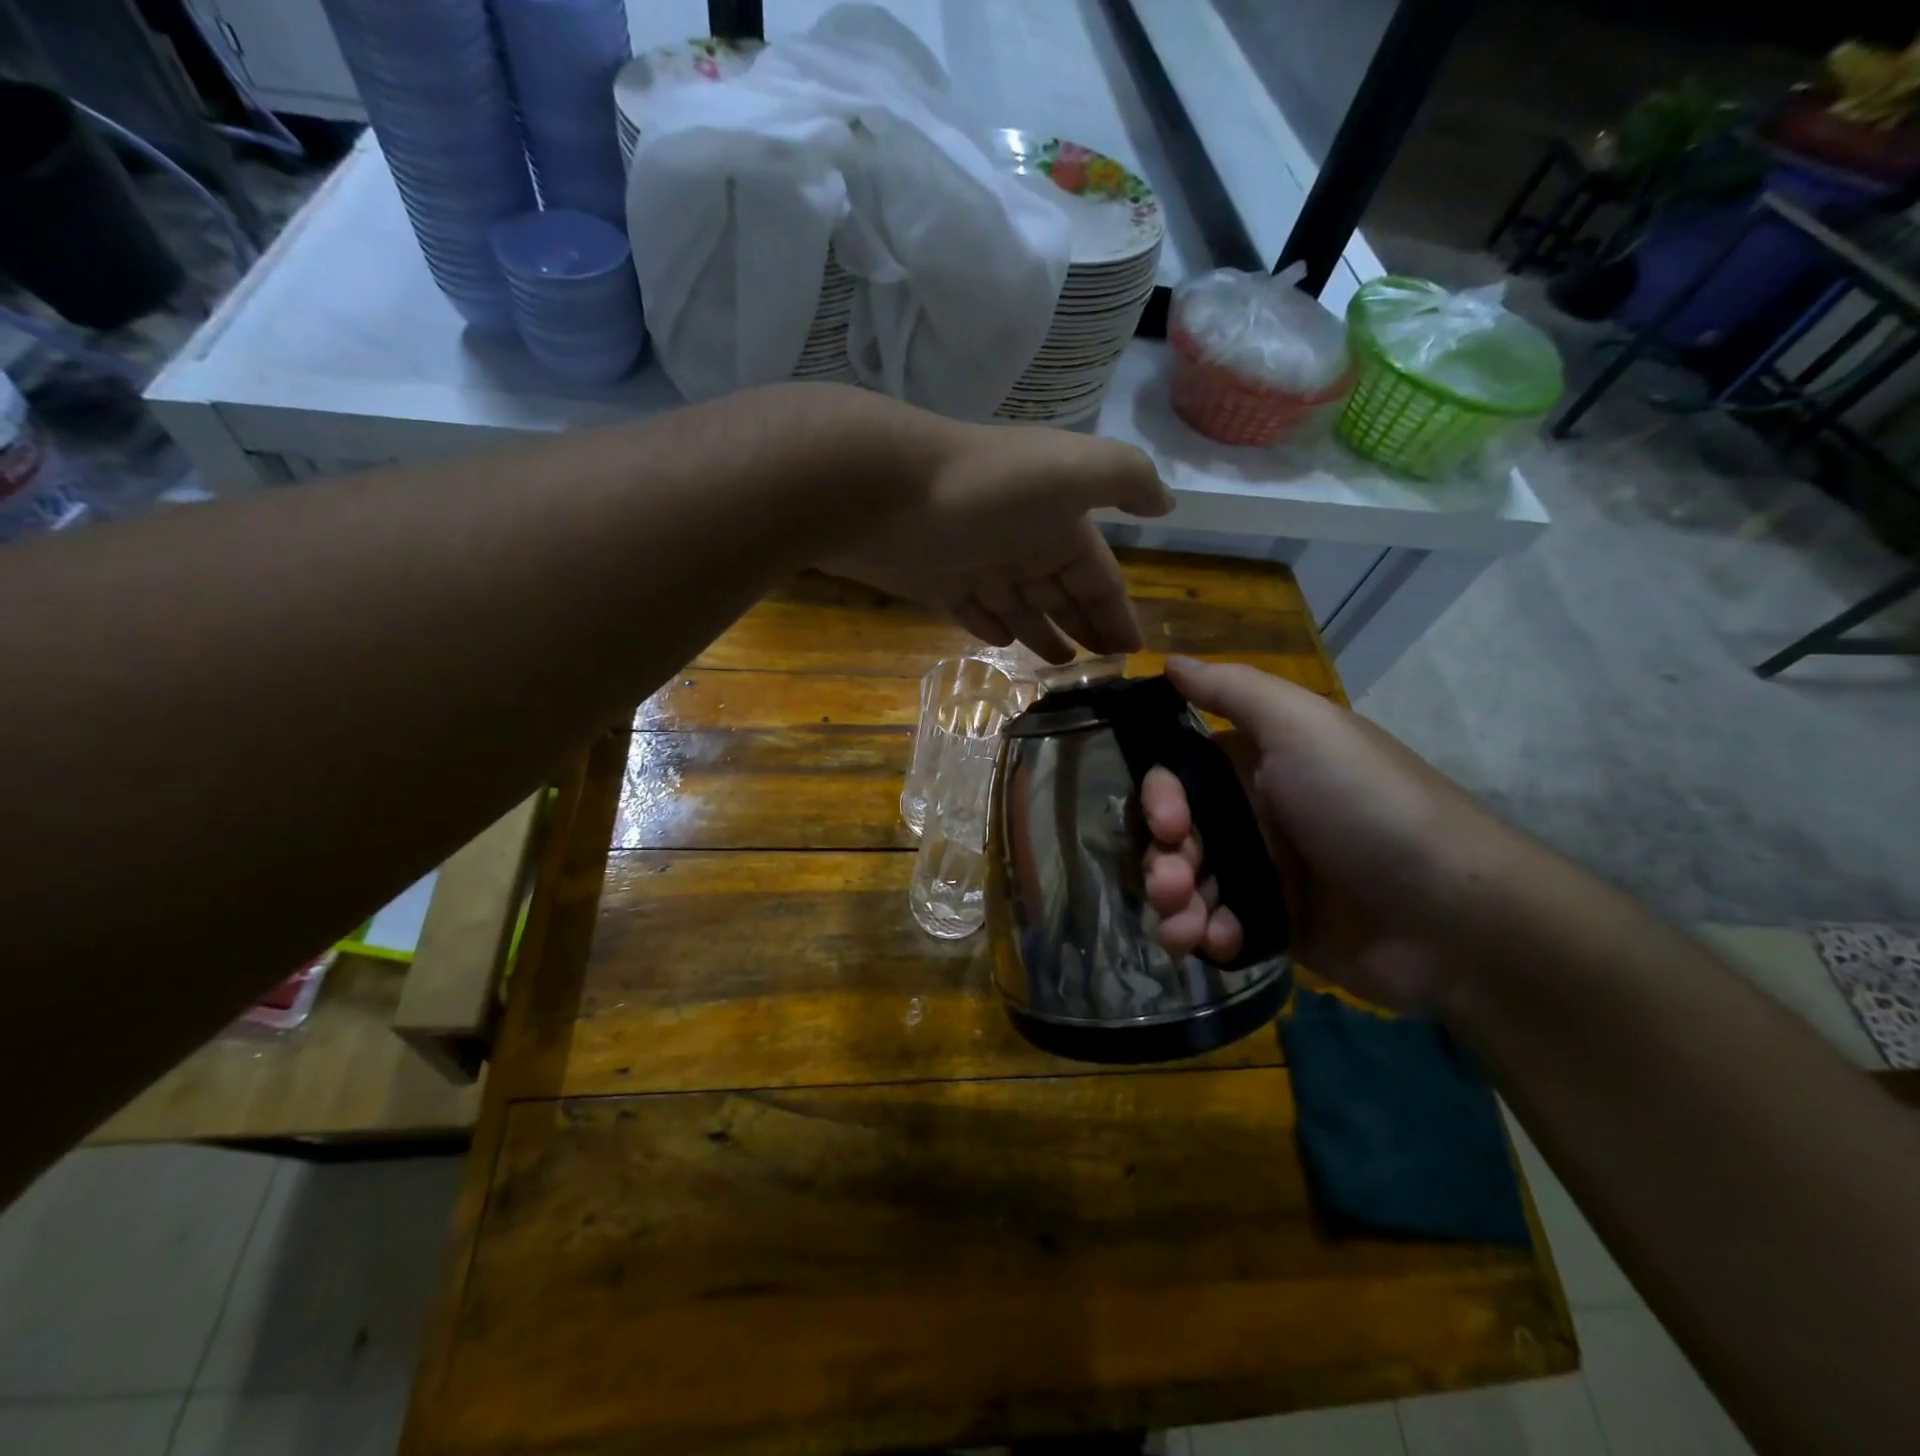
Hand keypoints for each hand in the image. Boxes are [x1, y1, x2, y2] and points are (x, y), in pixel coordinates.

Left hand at [826, 416, 1172, 661]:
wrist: (888, 490)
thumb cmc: (992, 487)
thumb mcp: (1076, 471)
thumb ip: (1127, 479)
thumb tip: (1166, 502)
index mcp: (1060, 521)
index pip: (1100, 576)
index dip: (1117, 611)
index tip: (1132, 651)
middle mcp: (1023, 541)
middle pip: (1063, 593)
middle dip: (1085, 625)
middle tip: (1102, 667)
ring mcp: (978, 563)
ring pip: (1022, 607)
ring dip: (1044, 633)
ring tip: (1062, 667)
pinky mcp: (937, 582)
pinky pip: (975, 611)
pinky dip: (992, 626)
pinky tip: (1005, 643)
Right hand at [1141, 657, 1537, 1012]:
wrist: (1452, 918)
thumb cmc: (1366, 807)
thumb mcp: (1304, 727)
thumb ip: (1231, 690)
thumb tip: (1169, 661)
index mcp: (1256, 765)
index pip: (1176, 777)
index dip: (1158, 799)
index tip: (1169, 825)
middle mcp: (1254, 815)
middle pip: (1174, 835)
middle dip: (1161, 860)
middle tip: (1171, 886)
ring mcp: (1264, 874)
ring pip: (1187, 884)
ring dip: (1173, 906)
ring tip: (1185, 931)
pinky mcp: (1275, 925)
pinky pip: (1216, 927)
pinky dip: (1206, 935)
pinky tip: (1217, 944)